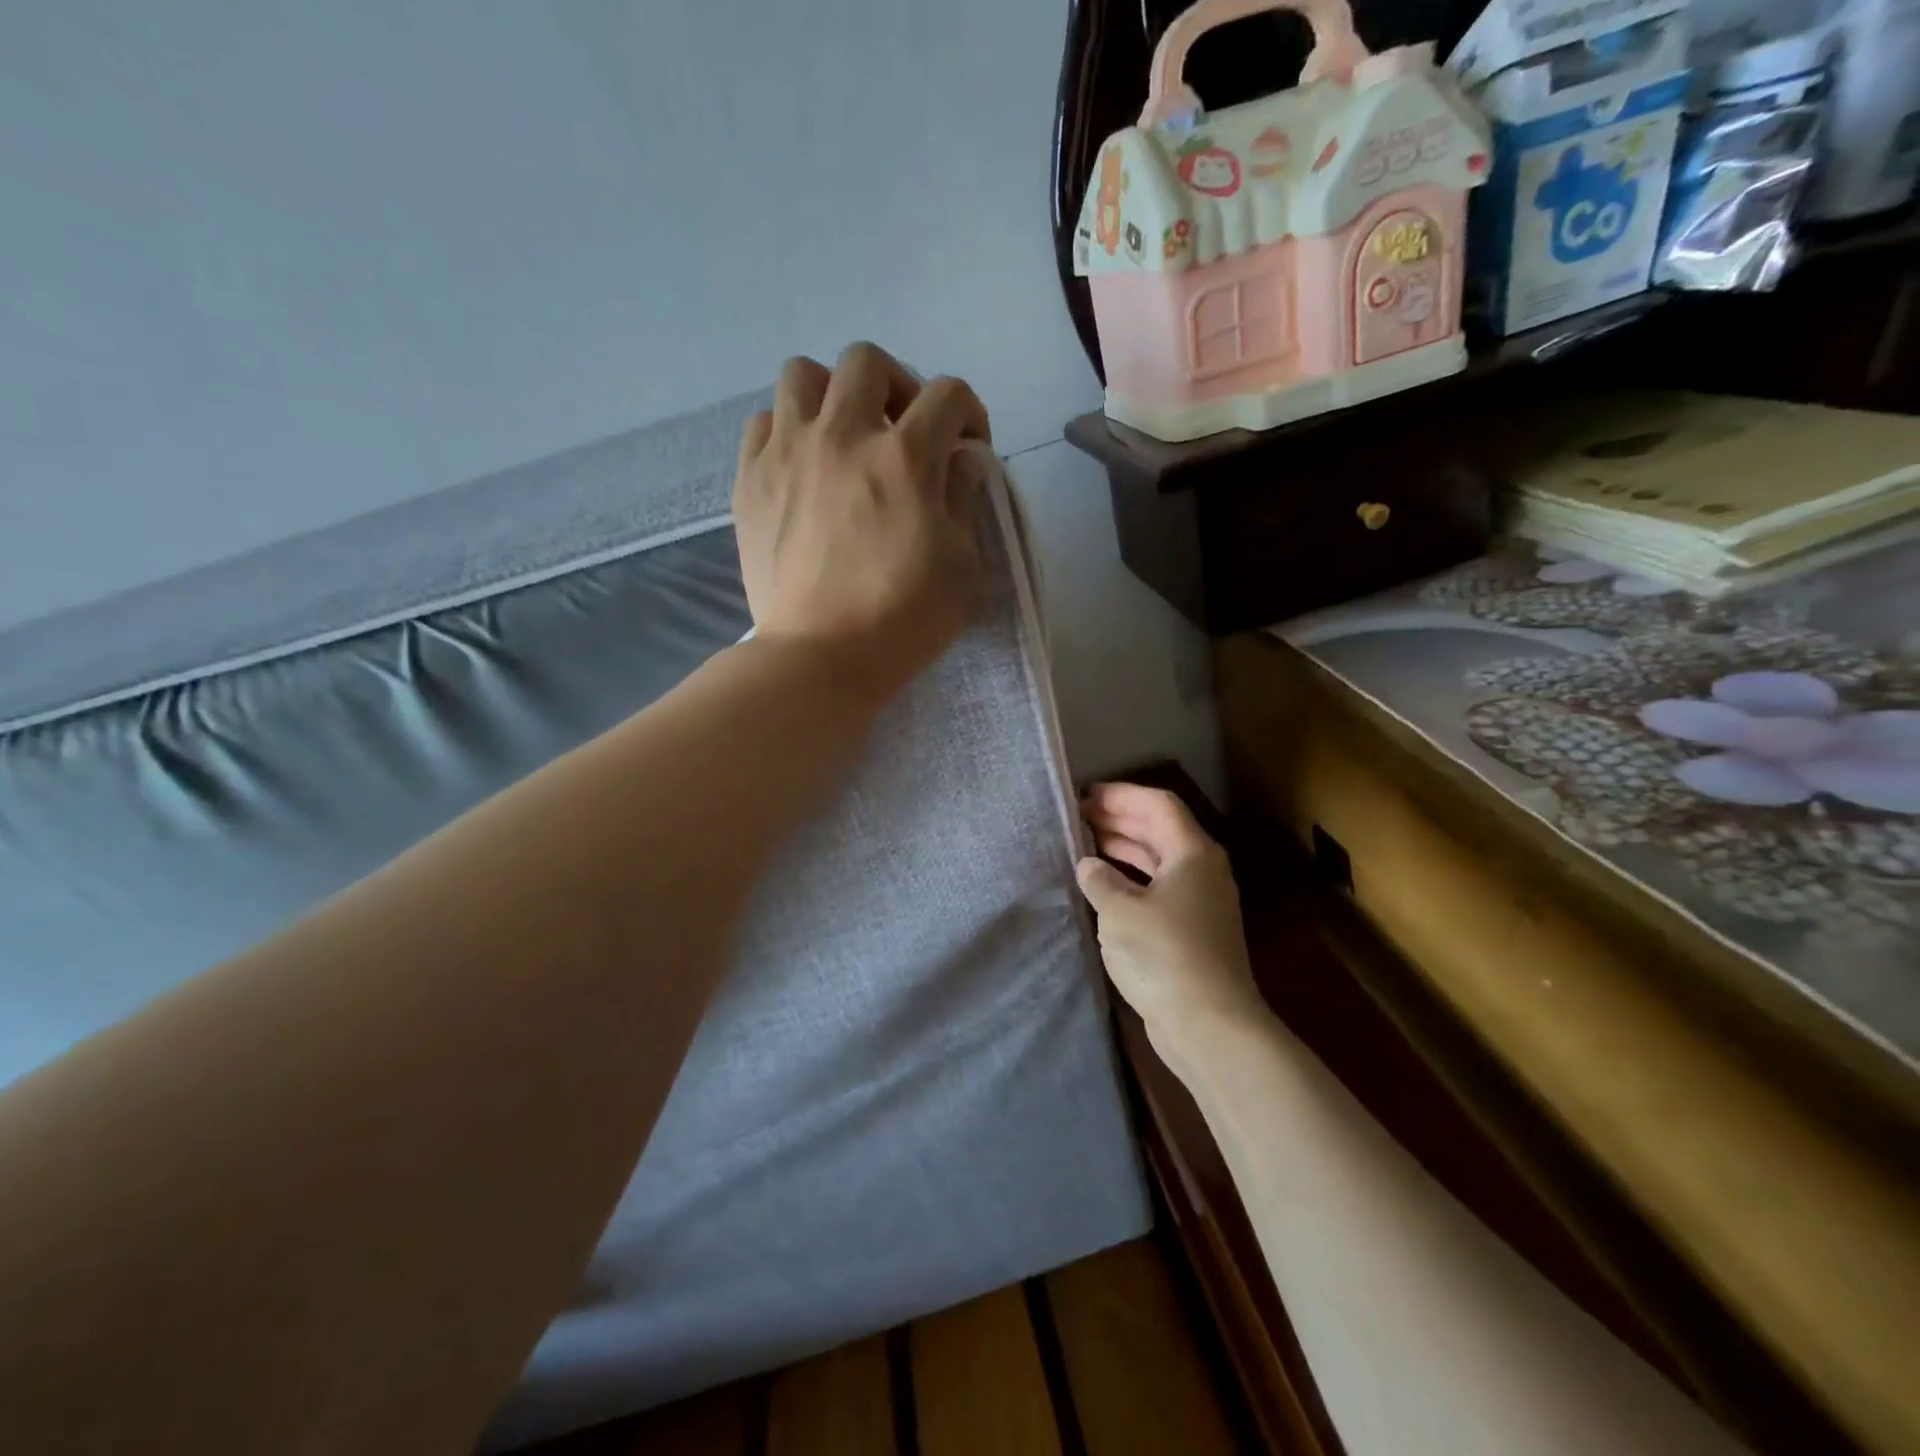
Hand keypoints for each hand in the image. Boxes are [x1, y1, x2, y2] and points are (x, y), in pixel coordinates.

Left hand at [733, 342, 992, 705]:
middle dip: (898, 387)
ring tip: (844, 436)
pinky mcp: (751, 480)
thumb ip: (963, 500)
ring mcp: (789, 453)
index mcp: (905, 457)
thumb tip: (962, 460)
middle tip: (903, 431)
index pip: (948, 395)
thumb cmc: (903, 618)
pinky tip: (802, 465)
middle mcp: (843, 435)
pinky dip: (787, 429)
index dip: (969, 413)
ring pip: (803, 375)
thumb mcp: (961, 566)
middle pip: (868, 362)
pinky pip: (763, 422)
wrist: (821, 656)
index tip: (968, 448)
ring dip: (833, 394)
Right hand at [1075, 784, 1267, 1068]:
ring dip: (1123, 849)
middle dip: (1119, 819)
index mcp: (1192, 853)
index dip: (1120, 795)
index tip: (1084, 795)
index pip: (1157, 804)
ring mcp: (1200, 902)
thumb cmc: (1163, 955)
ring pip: (1158, 860)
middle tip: (1077, 818)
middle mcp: (1202, 870)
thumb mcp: (1120, 911)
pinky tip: (1102, 887)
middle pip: (1159, 829)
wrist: (1209, 1025)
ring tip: (1083, 845)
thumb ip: (1100, 879)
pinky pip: (1157, 888)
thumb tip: (1089, 865)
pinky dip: (1130, 880)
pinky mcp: (1192, 931)